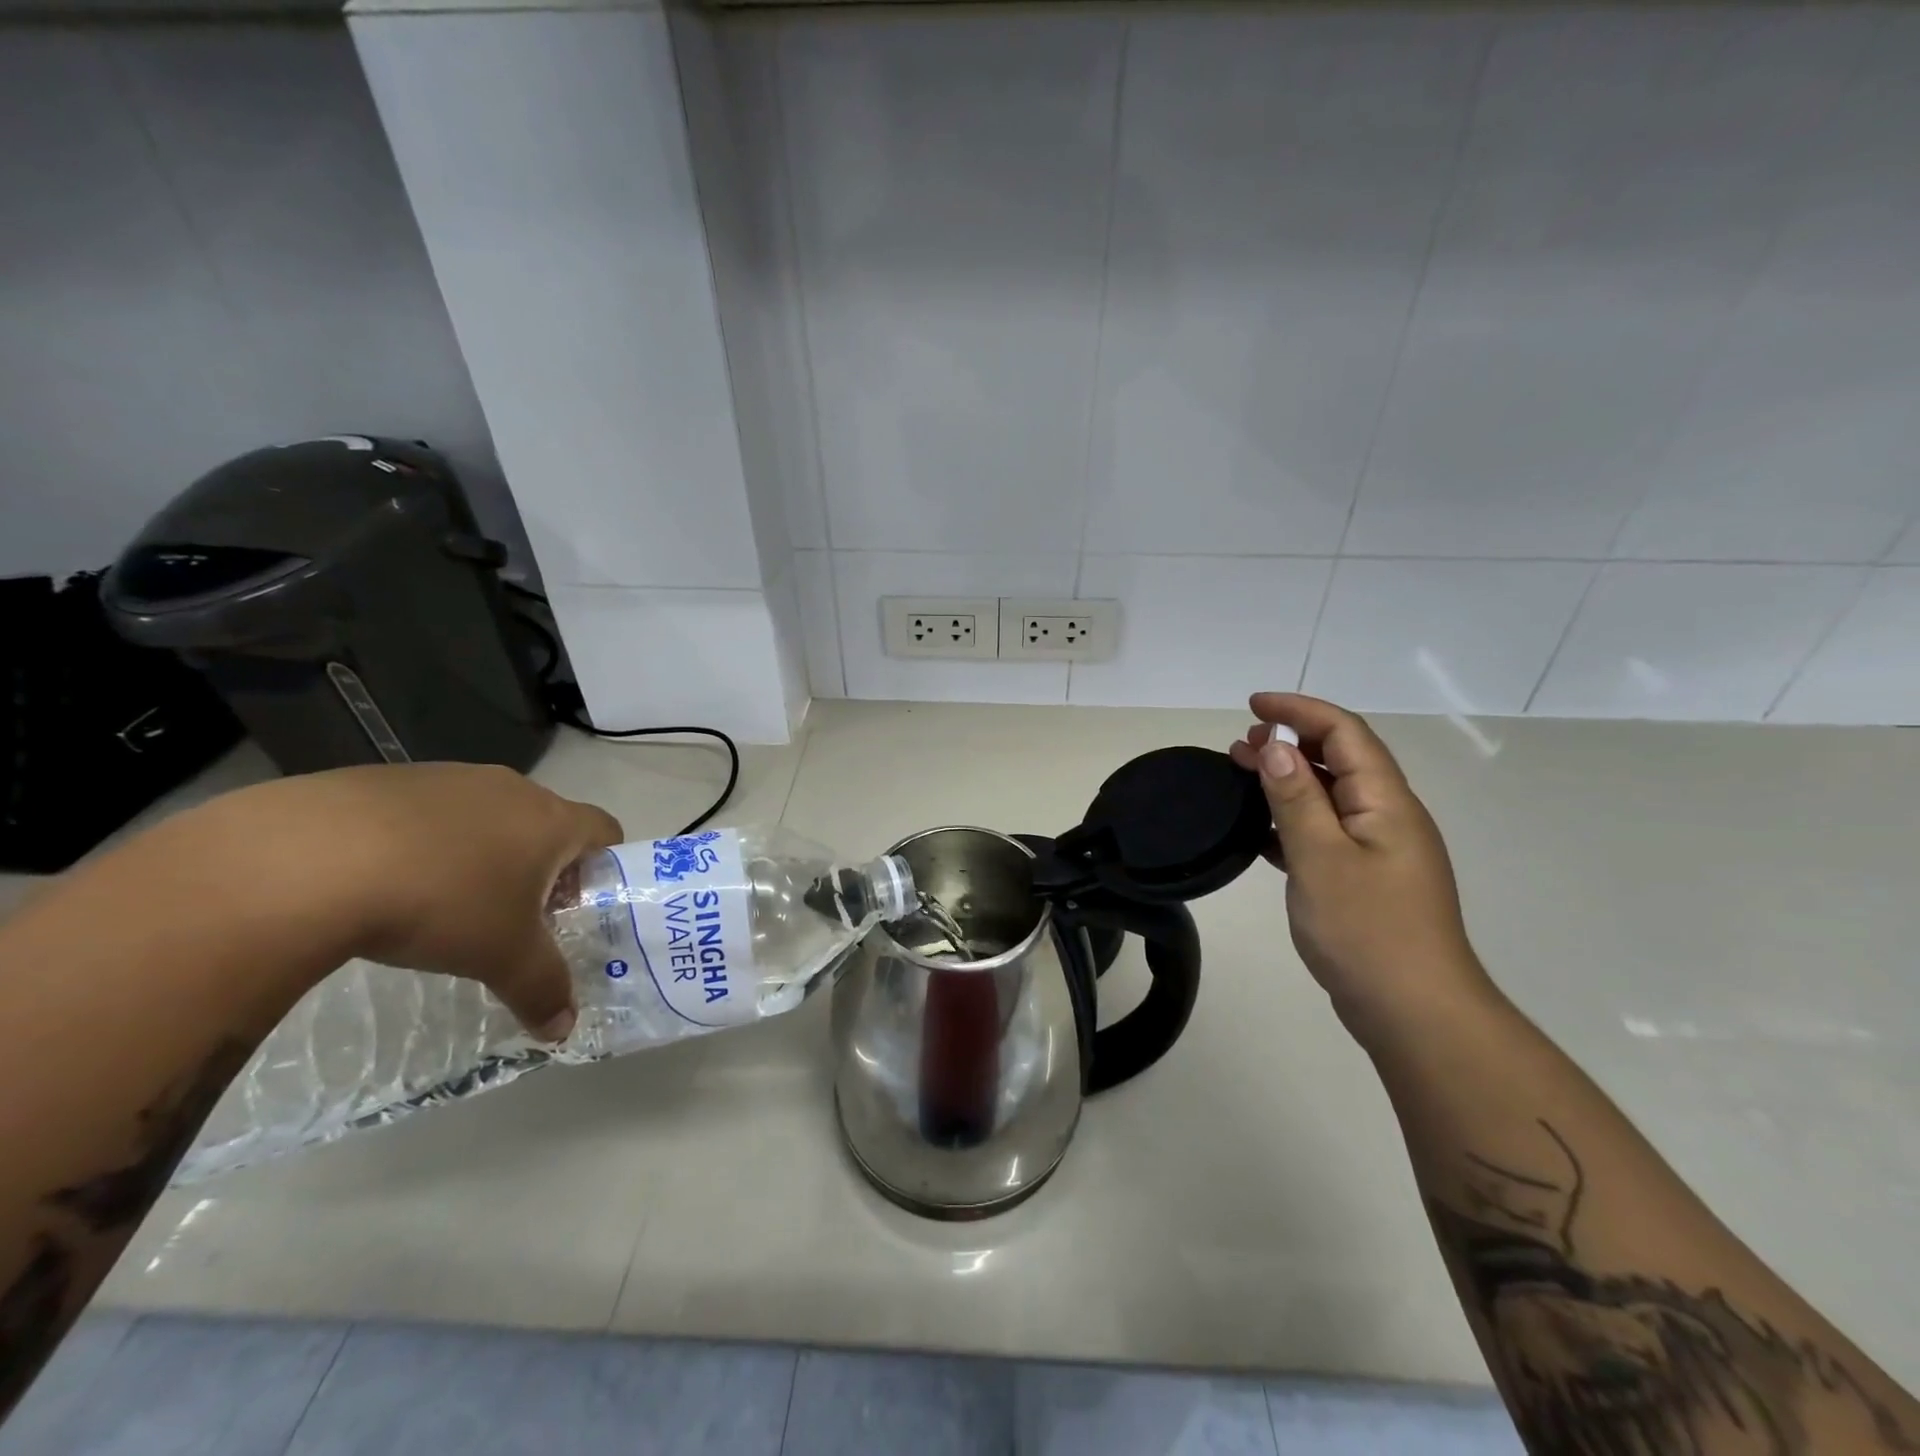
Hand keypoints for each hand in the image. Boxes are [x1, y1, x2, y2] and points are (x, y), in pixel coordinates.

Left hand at [190, 764, 621, 1041]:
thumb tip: (563, 1029)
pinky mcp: (386, 779)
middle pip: (545, 824)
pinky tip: (385, 883)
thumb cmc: (440, 902)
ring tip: (441, 903)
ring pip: (486, 817)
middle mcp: (510, 788)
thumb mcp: (501, 958)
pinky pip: (427, 813)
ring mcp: (448, 778)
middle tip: (510, 916)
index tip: (574, 907)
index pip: (605, 830)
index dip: (602, 868)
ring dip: (480, 854)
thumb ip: (542, 989)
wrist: (306, 859)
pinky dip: (423, 844)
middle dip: (538, 868)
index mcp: (551, 820)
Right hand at [1228, 693, 1486, 1028]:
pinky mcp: (1365, 880)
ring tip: (1242, 775)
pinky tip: (1261, 832)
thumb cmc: (1367, 930)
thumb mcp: (1321, 858)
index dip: (1300, 710)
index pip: (1345, 733)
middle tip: (1239, 745)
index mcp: (1385, 802)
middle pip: (1339, 759)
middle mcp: (1387, 817)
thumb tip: (1277, 748)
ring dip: (1288, 780)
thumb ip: (1296, 800)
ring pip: (1330, 796)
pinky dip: (1292, 820)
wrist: (1414, 1013)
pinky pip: (1325, 832)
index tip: (1253, 706)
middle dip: (1291, 742)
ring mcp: (1378, 851)